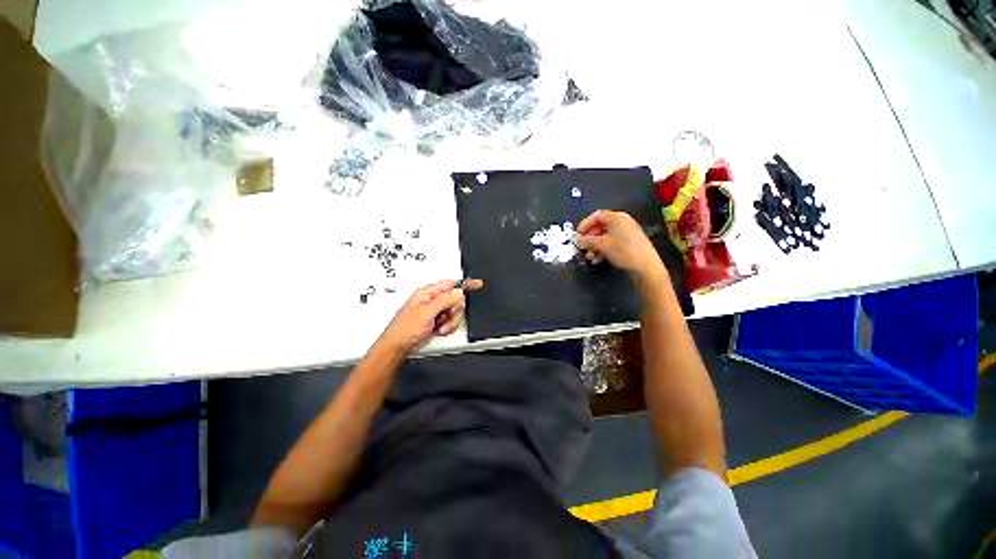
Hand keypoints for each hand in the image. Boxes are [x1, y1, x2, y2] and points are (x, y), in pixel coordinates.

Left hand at [378, 279, 483, 353]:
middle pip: (455, 299)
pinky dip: (447, 327)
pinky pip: (450, 321)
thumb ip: (444, 300)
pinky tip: (438, 330)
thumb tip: (458, 292)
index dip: (464, 284)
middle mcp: (432, 300)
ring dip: (450, 321)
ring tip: (438, 326)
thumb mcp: (426, 313)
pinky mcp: (436, 320)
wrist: (398, 347)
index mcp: (428, 292)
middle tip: (445, 317)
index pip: (451, 284)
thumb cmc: (404, 330)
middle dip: (454, 311)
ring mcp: (435, 311)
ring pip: (454, 312)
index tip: (477, 284)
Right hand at [576, 210, 665, 279]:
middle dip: (589, 238)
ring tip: (590, 256)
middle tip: (582, 247)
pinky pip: (612, 241)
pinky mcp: (630, 241)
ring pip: (605, 235)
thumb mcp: (601, 245)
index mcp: (616, 217)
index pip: (595, 216)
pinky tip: (598, 259)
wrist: (646, 265)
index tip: (576, 236)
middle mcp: (622, 221)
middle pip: (600, 226)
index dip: (584, 225)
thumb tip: (577, 239)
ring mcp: (627, 231)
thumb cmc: (622, 251)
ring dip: (595, 246)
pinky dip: (604, 248)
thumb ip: (586, 240)